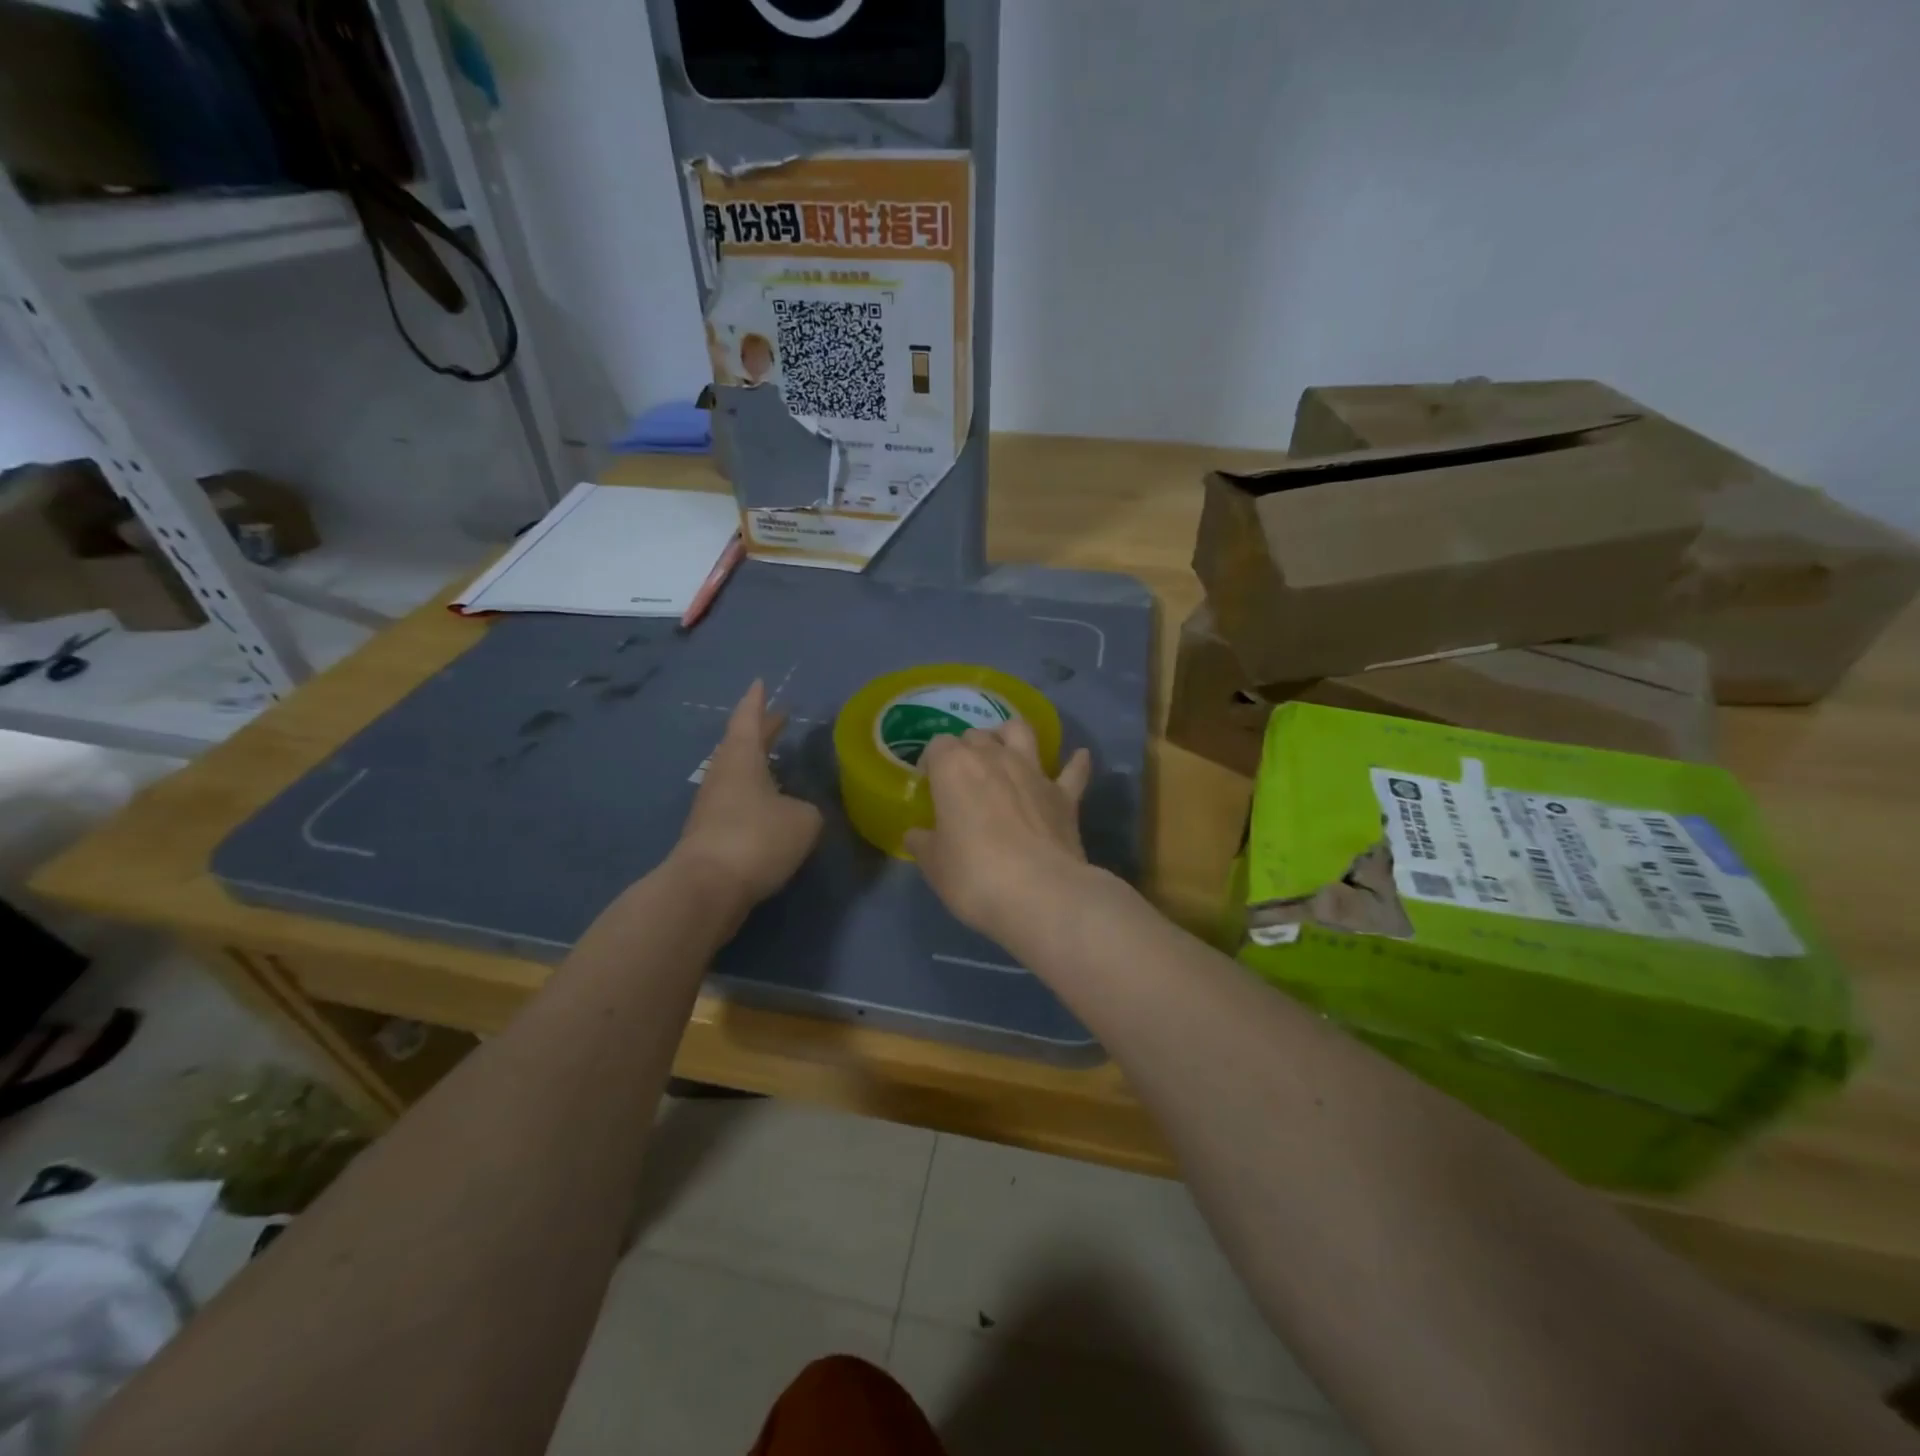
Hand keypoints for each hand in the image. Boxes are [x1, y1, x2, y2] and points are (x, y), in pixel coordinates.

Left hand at [672, 680, 822, 907]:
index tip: (760, 682)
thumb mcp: (803, 820)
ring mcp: (712, 806)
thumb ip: (807, 809)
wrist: (707, 889)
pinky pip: (736, 804)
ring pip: (737, 775)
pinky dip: (754, 796)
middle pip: (741, 745)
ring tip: (777, 762)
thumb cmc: (757, 839)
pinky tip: (770, 808)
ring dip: (756, 765)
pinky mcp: (710, 835)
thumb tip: (796, 813)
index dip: (757, 701)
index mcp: (742, 759)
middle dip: (761, 731)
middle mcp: (722, 776)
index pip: (748, 719)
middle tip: (778, 718)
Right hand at [904, 723, 1093, 945]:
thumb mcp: (934, 864)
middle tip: (962, 776)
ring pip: (1022, 732)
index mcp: (954, 768)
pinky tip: (1079, 757)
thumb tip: (917, 835)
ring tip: (1006, 747)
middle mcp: (994, 757)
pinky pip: (1073, 770)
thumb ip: (923, 843)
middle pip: (976, 735)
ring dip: (1011, 734)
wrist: (1040, 893)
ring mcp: (1034, 772)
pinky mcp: (1065, 795)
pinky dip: (1075, 763)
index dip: (932, 762)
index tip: (929, 783)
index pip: (937, 746)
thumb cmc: (974, 875)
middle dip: (967, 749)